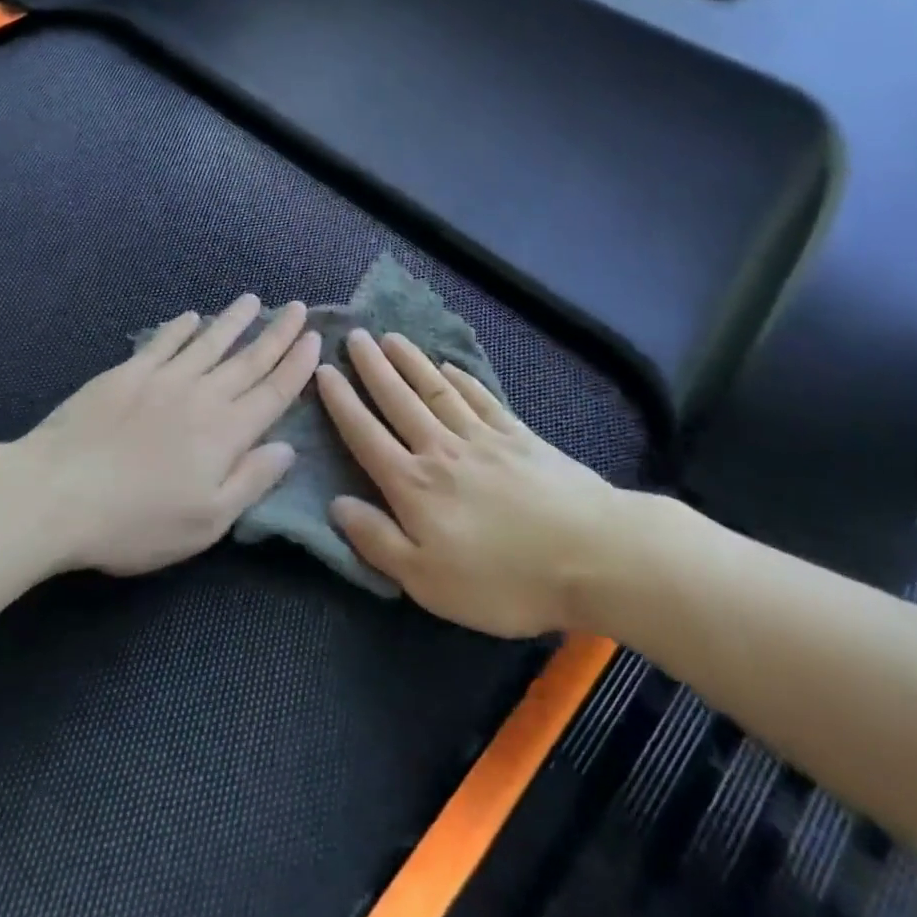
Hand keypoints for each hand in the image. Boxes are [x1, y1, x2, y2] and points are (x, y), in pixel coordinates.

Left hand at [17, 295, 320, 575]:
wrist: (57, 493)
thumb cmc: (137, 521)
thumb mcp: (207, 521)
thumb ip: (251, 480)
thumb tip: (287, 448)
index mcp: (227, 432)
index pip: (273, 392)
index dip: (297, 366)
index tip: (314, 339)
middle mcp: (202, 395)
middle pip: (249, 359)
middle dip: (278, 333)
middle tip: (298, 307)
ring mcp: (162, 379)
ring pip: (209, 342)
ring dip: (234, 321)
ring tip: (253, 300)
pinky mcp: (126, 374)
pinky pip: (162, 343)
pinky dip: (180, 329)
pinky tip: (190, 318)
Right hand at [320, 330, 622, 637]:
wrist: (593, 555)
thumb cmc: (503, 579)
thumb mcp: (427, 580)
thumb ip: (378, 540)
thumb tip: (336, 504)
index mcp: (413, 485)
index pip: (366, 435)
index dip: (342, 402)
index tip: (324, 370)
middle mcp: (441, 449)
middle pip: (399, 400)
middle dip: (372, 367)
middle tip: (355, 336)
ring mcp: (483, 437)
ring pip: (436, 390)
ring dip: (411, 362)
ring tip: (391, 338)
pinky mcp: (519, 435)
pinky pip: (480, 398)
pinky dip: (462, 379)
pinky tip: (449, 366)